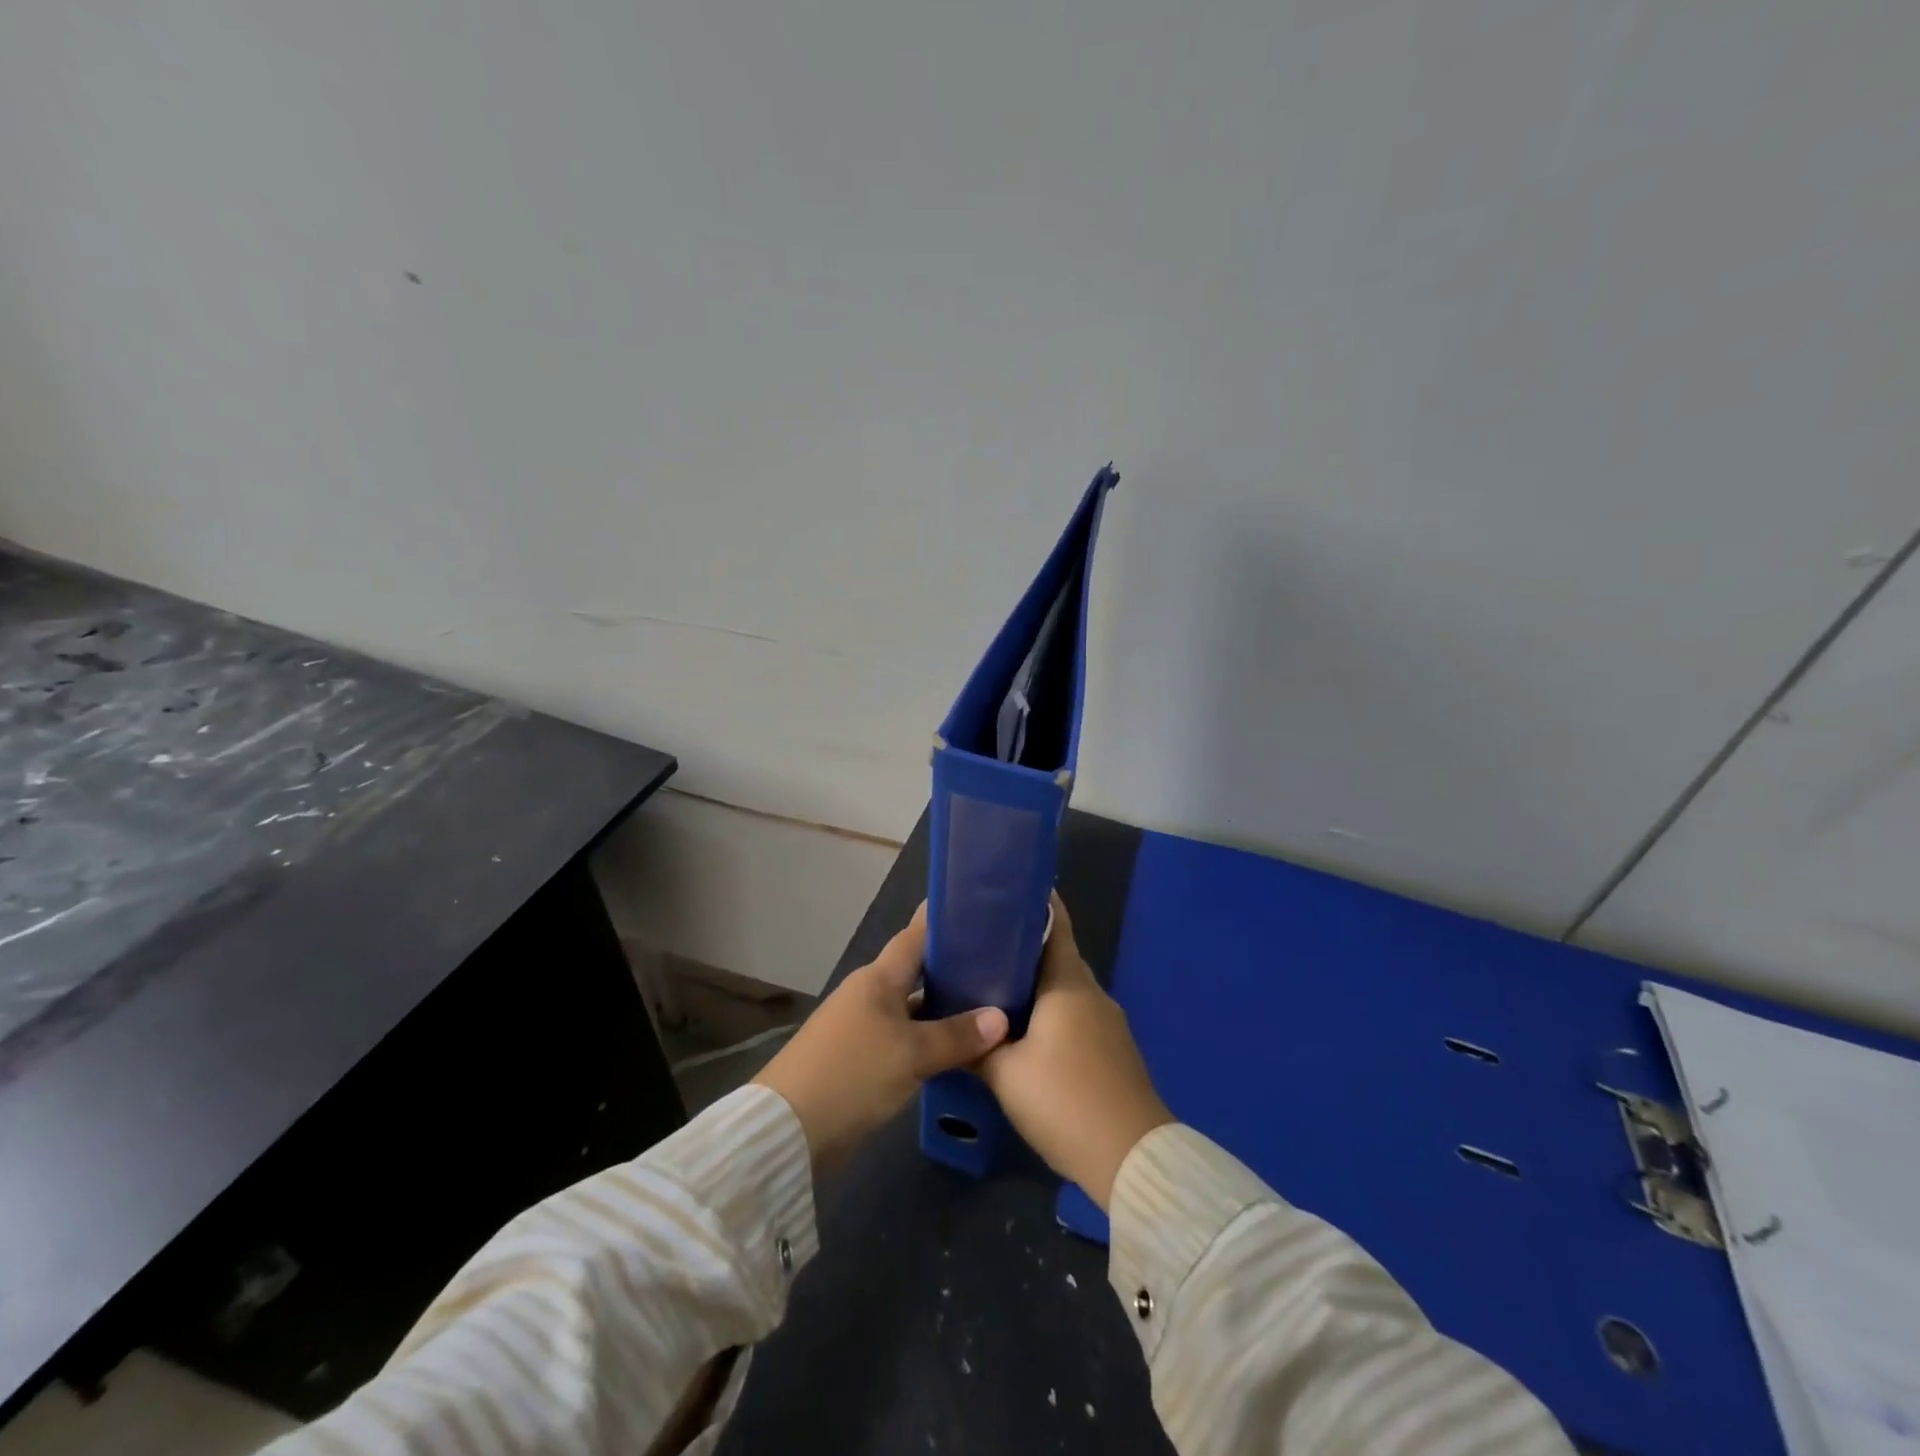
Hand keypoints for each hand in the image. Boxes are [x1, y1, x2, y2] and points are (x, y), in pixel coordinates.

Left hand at [755, 905, 1008, 1176]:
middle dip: (954, 968)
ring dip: (944, 1009)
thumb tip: (1001, 1018)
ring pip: (913, 1008)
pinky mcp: (861, 1059)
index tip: (978, 909)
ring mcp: (863, 1027)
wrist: (790, 1129)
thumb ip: (957, 1036)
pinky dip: (930, 1040)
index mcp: (878, 978)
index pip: (915, 935)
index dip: (942, 920)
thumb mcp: (912, 1053)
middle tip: (999, 964)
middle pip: (917, 972)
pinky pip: (905, 1038)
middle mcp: (870, 994)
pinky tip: (959, 1050)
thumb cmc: (852, 1073)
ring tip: (990, 1006)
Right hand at [978, 895, 1173, 1210]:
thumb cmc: (1064, 1100)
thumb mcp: (1005, 1074)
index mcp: (1068, 984)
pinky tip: (1027, 1032)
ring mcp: (1109, 1024)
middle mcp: (1092, 994)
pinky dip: (1052, 1013)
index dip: (1035, 904)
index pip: (1055, 925)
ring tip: (996, 989)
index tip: (1006, 893)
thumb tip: (953, 1032)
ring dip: (1037, 986)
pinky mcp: (1115, 1052)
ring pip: (1067, 991)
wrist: (1132, 1159)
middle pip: (1058, 958)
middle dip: (1024, 949)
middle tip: (983, 947)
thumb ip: (976, 1047)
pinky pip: (1077, 1016)